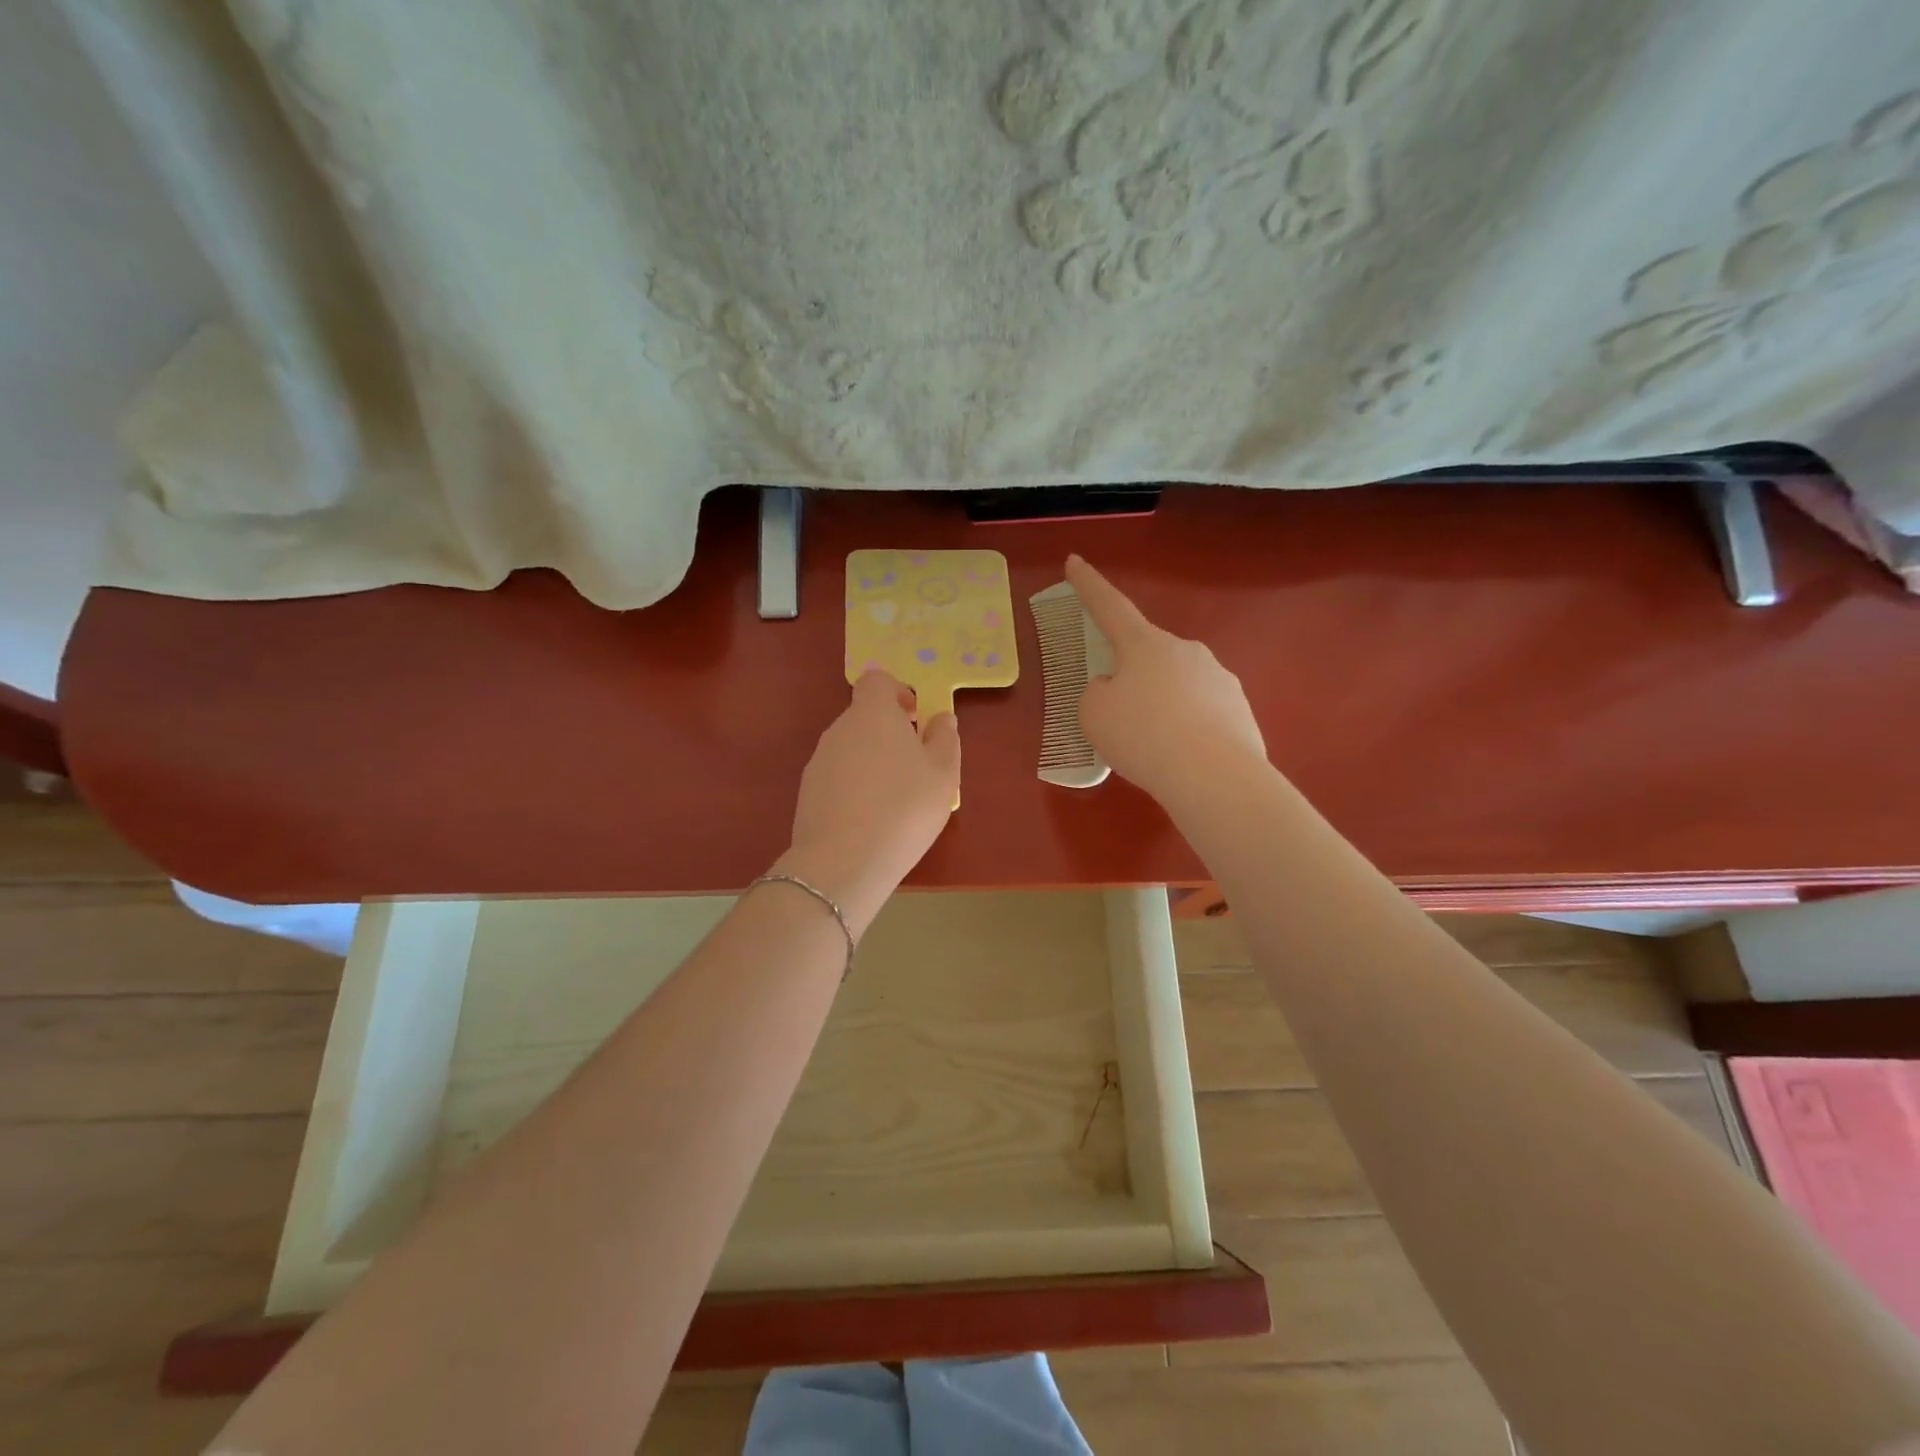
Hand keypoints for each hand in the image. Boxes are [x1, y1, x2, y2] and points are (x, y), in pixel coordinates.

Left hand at [778, 670, 960, 935]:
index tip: (915, 717)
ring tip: (894, 798)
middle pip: (864, 716)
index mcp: (873, 714)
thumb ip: (944, 740)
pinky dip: (854, 786)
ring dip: (871, 761)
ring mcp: (819, 760)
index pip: (877, 680)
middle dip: (888, 732)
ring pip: (850, 748)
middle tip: (914, 765)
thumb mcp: (943, 775)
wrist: (843, 861)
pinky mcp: (807, 792)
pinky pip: (837, 776)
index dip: (897, 691)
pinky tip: (869, 818)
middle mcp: (840, 729)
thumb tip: (942, 718)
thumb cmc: (904, 808)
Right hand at [1067, 554, 1266, 808]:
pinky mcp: (1240, 709)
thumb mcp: (1094, 714)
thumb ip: (1098, 693)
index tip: (1074, 561)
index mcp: (1144, 644)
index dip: (1088, 585)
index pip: (1109, 606)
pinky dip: (1187, 729)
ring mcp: (1219, 677)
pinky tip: (1182, 758)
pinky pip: (1201, 713)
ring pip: (1176, 686)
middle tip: (1120, 718)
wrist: (1214, 777)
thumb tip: (1118, 690)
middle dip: (1131, 678)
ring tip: (1154, 748)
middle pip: (1146, 656)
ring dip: (1161, 706)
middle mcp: (1185, 650)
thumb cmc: (1142, 736)